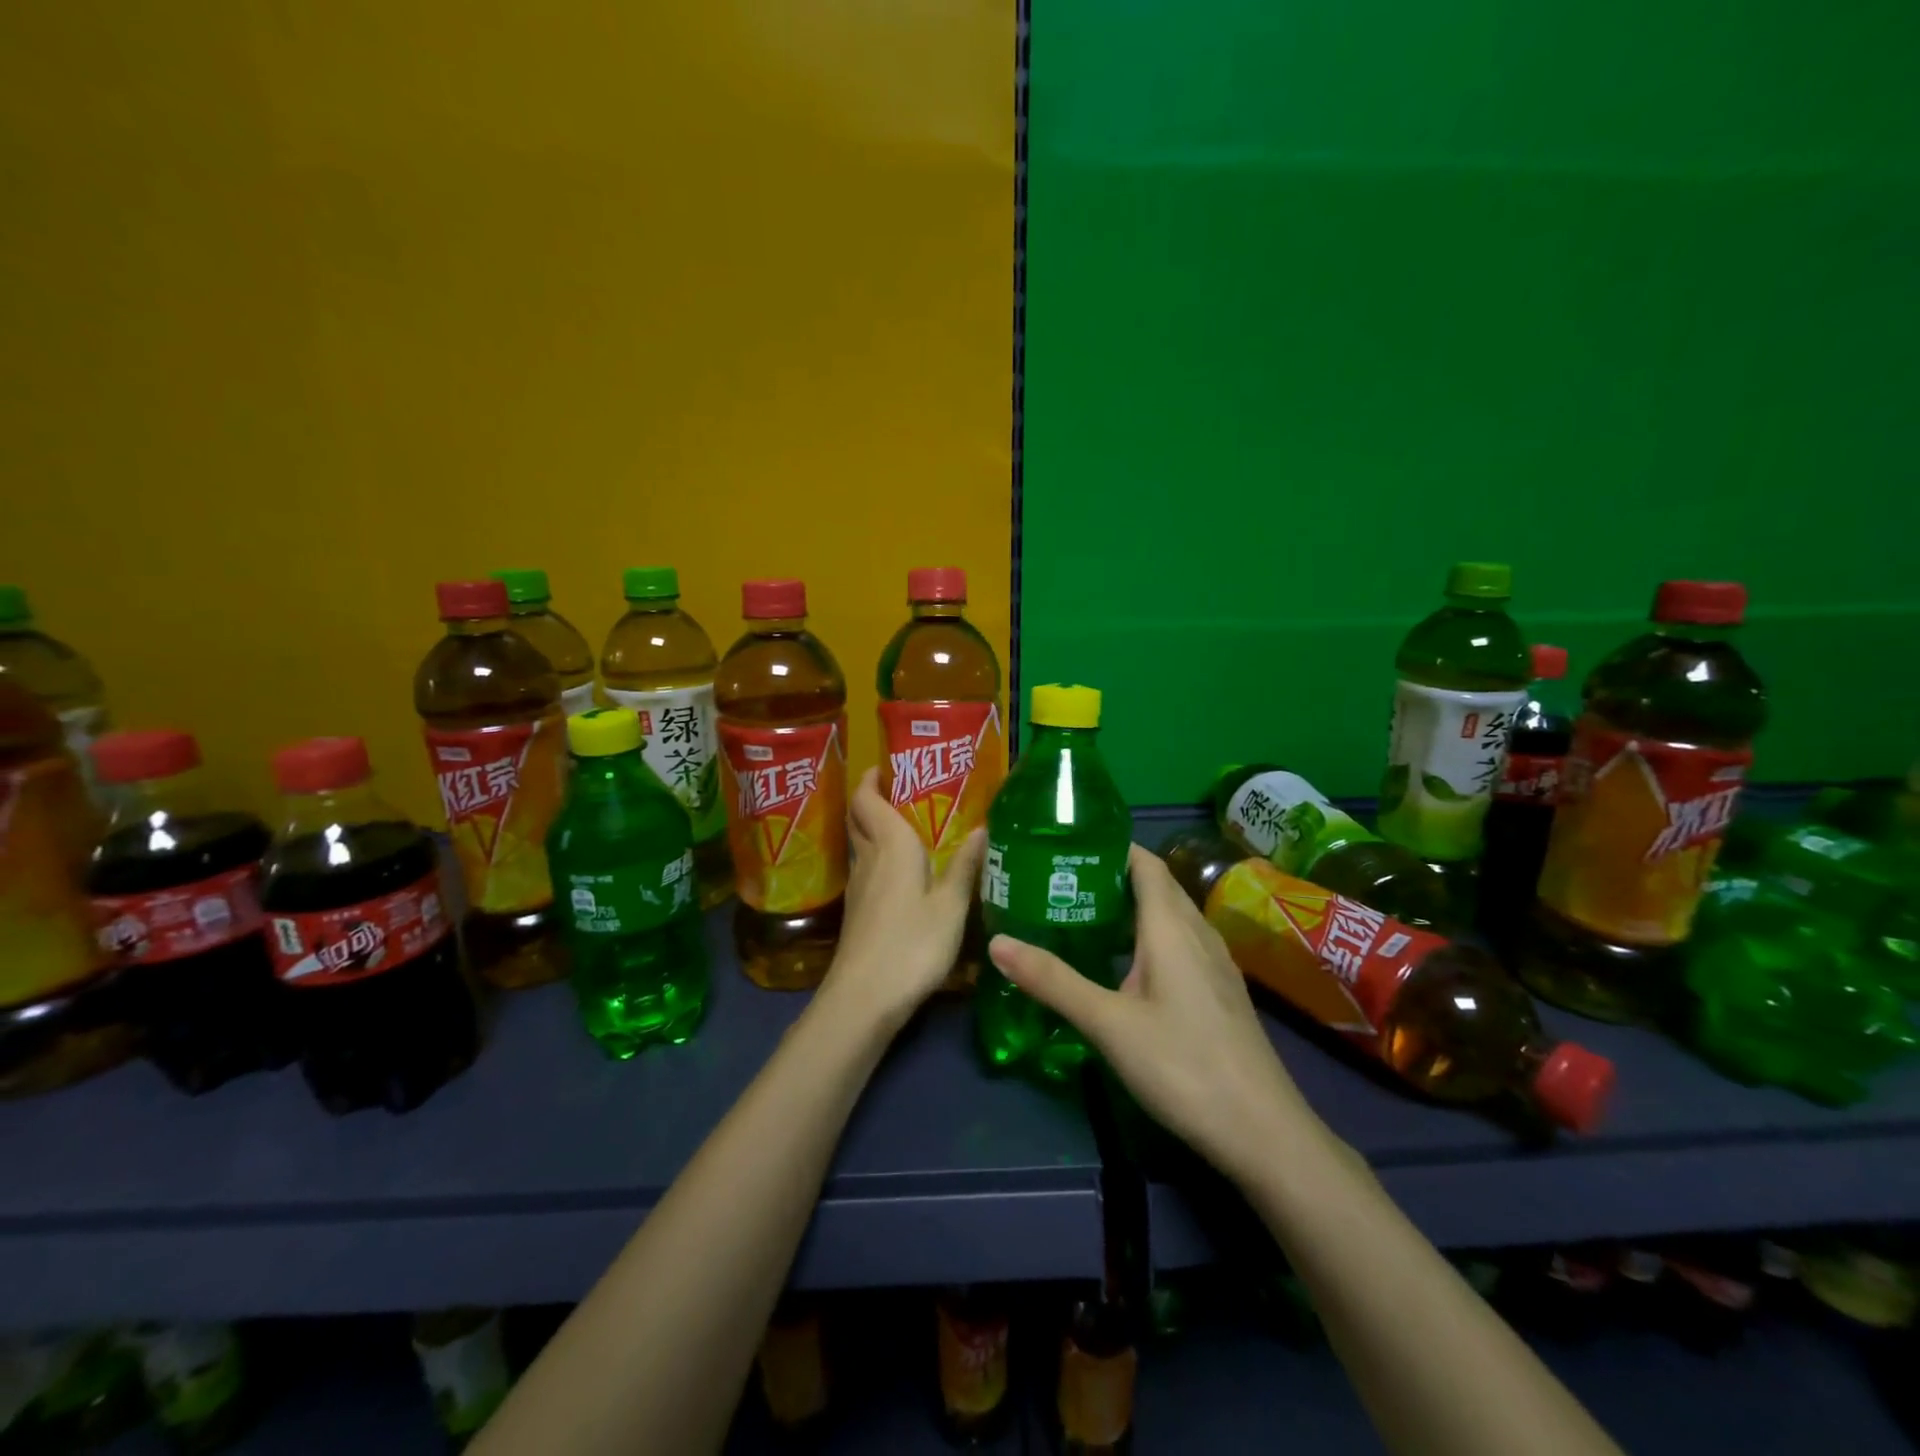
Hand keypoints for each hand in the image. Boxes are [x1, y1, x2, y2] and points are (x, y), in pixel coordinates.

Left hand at [820, 768, 986, 1035]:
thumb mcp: (951, 906)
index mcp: (891, 846)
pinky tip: (903, 872)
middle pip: (860, 818)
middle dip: (874, 799)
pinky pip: (867, 868)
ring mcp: (859, 886)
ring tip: (911, 826)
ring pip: (862, 844)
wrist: (864, 998)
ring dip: (876, 828)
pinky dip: (880, 857)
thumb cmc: (912, 944)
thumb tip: (982, 827)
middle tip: (904, 790)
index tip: (886, 765)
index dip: (871, 779)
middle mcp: (869, 858)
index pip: (868, 799)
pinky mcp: (858, 911)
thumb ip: (965, 866)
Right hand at [988, 844, 1321, 1184]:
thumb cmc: (1183, 1066)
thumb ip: (1053, 981)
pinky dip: (1148, 935)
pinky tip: (1125, 964)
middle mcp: (1197, 933)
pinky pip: (1180, 942)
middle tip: (1061, 880)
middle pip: (1156, 885)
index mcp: (1172, 927)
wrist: (1263, 1132)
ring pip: (1169, 915)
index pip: (1144, 863)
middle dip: (1112, 874)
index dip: (1110, 846)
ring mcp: (1214, 963)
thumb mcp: (1108, 1024)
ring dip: (1131, 906)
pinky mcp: (1219, 990)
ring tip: (1083, 914)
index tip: (1067, 845)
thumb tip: (996, 942)